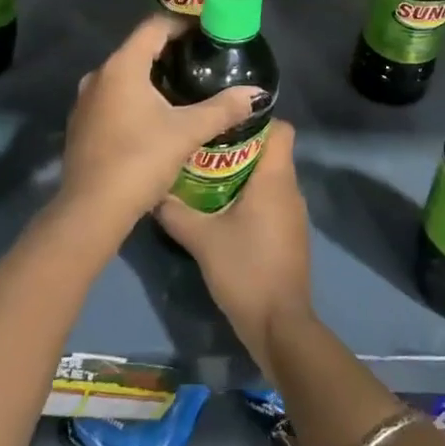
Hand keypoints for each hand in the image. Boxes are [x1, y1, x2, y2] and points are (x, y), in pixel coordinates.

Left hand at [59, 16, 260, 231]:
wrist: (91, 211)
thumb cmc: (140, 161)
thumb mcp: (187, 133)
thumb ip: (223, 109)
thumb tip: (256, 93)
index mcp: (122, 66)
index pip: (154, 26)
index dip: (183, 23)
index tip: (208, 30)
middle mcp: (98, 75)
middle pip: (139, 48)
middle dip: (171, 50)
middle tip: (203, 59)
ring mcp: (85, 100)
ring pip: (125, 75)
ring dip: (152, 76)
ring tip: (185, 86)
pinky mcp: (82, 124)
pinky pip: (113, 97)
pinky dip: (135, 96)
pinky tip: (157, 116)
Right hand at [156, 120, 312, 373]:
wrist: (279, 326)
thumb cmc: (245, 270)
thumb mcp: (201, 239)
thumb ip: (175, 211)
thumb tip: (152, 190)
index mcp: (276, 178)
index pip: (281, 128)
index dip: (256, 119)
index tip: (223, 121)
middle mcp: (290, 189)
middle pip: (271, 150)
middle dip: (239, 144)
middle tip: (202, 145)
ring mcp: (292, 214)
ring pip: (269, 177)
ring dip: (242, 172)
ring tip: (204, 172)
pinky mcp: (288, 234)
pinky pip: (270, 200)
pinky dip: (249, 196)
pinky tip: (220, 208)